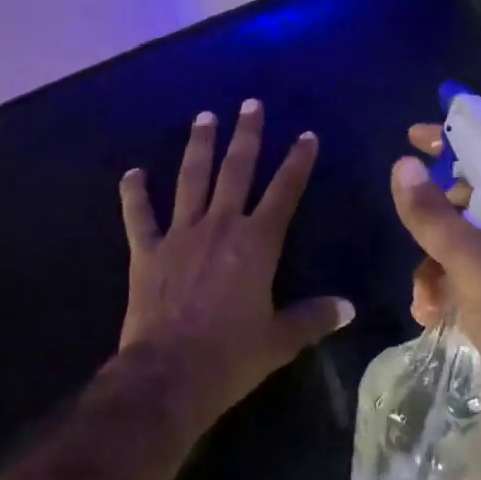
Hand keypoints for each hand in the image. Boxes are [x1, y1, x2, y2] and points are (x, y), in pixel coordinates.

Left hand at [118, 103, 353, 429]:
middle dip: (246, 136)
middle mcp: (219, 227)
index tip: (306, 135)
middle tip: (250, 104)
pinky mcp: (146, 252)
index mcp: (256, 244)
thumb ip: (314, 318)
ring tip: (204, 117)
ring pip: (190, 180)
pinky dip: (133, 194)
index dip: (297, 162)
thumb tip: (348, 308)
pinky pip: (138, 216)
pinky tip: (132, 173)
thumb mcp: (280, 340)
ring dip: (198, 147)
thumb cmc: (231, 356)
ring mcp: (179, 235)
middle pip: (236, 171)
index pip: (284, 192)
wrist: (170, 375)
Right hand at [391, 125, 480, 479]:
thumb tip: (403, 166)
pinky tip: (430, 314)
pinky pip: (458, 279)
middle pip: (470, 205)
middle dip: (436, 223)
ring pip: (457, 245)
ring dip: (432, 266)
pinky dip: (440, 291)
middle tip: (412, 228)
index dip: (456, 143)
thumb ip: (435, 218)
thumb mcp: (474, 266)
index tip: (414, 135)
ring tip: (427, 297)